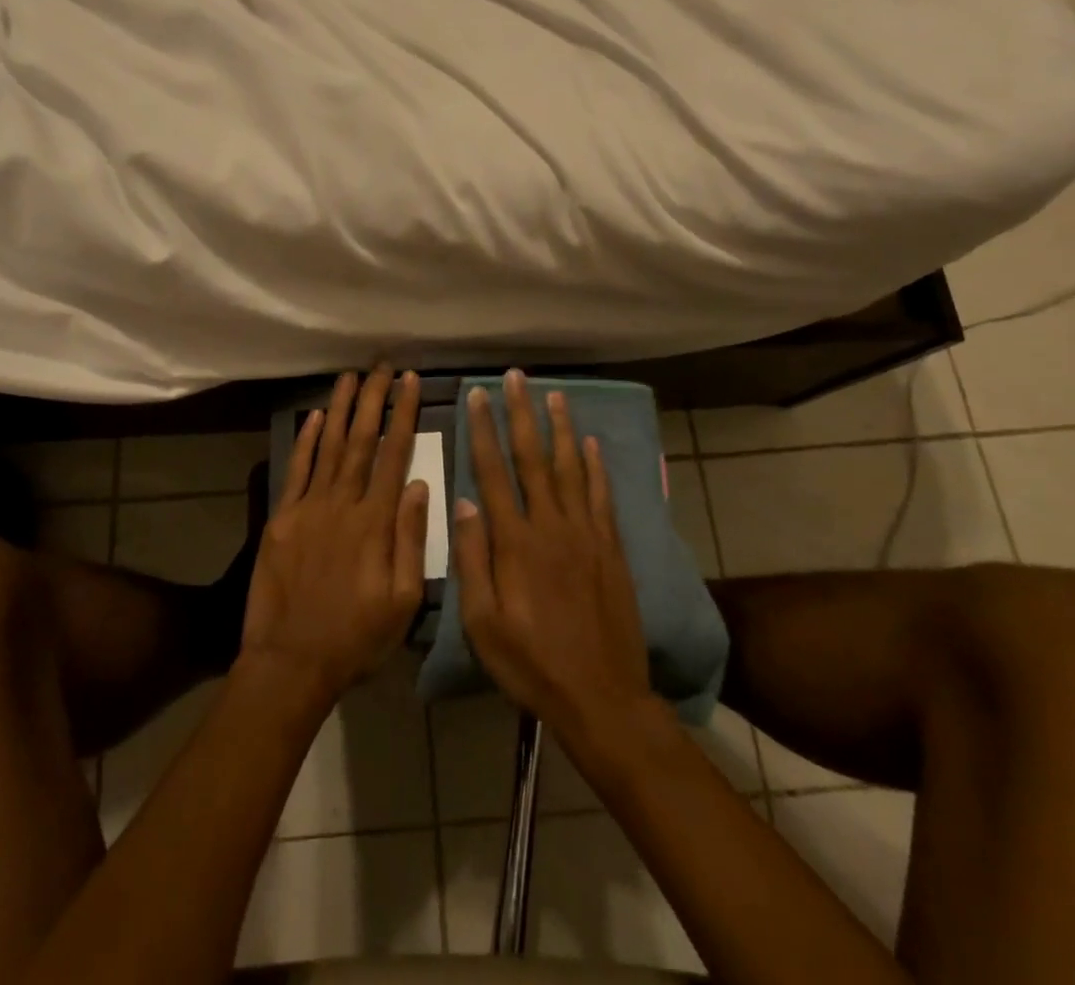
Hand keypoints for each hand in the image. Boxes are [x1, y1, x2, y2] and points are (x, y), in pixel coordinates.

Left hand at [239, 366, 429, 704]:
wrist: (290, 663)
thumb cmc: (356, 638)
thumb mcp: (403, 601)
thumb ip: (412, 539)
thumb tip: (420, 485)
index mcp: (376, 522)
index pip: (396, 454)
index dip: (404, 414)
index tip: (411, 382)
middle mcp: (343, 503)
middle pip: (362, 440)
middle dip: (374, 399)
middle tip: (383, 366)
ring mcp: (308, 507)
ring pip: (329, 446)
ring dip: (341, 408)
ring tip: (351, 376)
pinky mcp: (281, 518)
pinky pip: (296, 469)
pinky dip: (306, 440)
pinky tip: (315, 416)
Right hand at [451, 371, 654, 741]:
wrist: (602, 697)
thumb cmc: (531, 663)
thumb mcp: (483, 623)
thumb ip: (472, 560)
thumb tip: (463, 503)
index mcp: (515, 542)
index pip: (494, 472)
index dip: (484, 431)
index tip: (477, 396)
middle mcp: (551, 525)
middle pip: (533, 458)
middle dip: (521, 413)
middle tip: (516, 377)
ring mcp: (586, 534)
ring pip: (571, 467)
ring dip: (561, 428)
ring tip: (555, 394)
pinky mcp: (611, 548)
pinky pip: (602, 496)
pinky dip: (597, 466)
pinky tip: (592, 444)